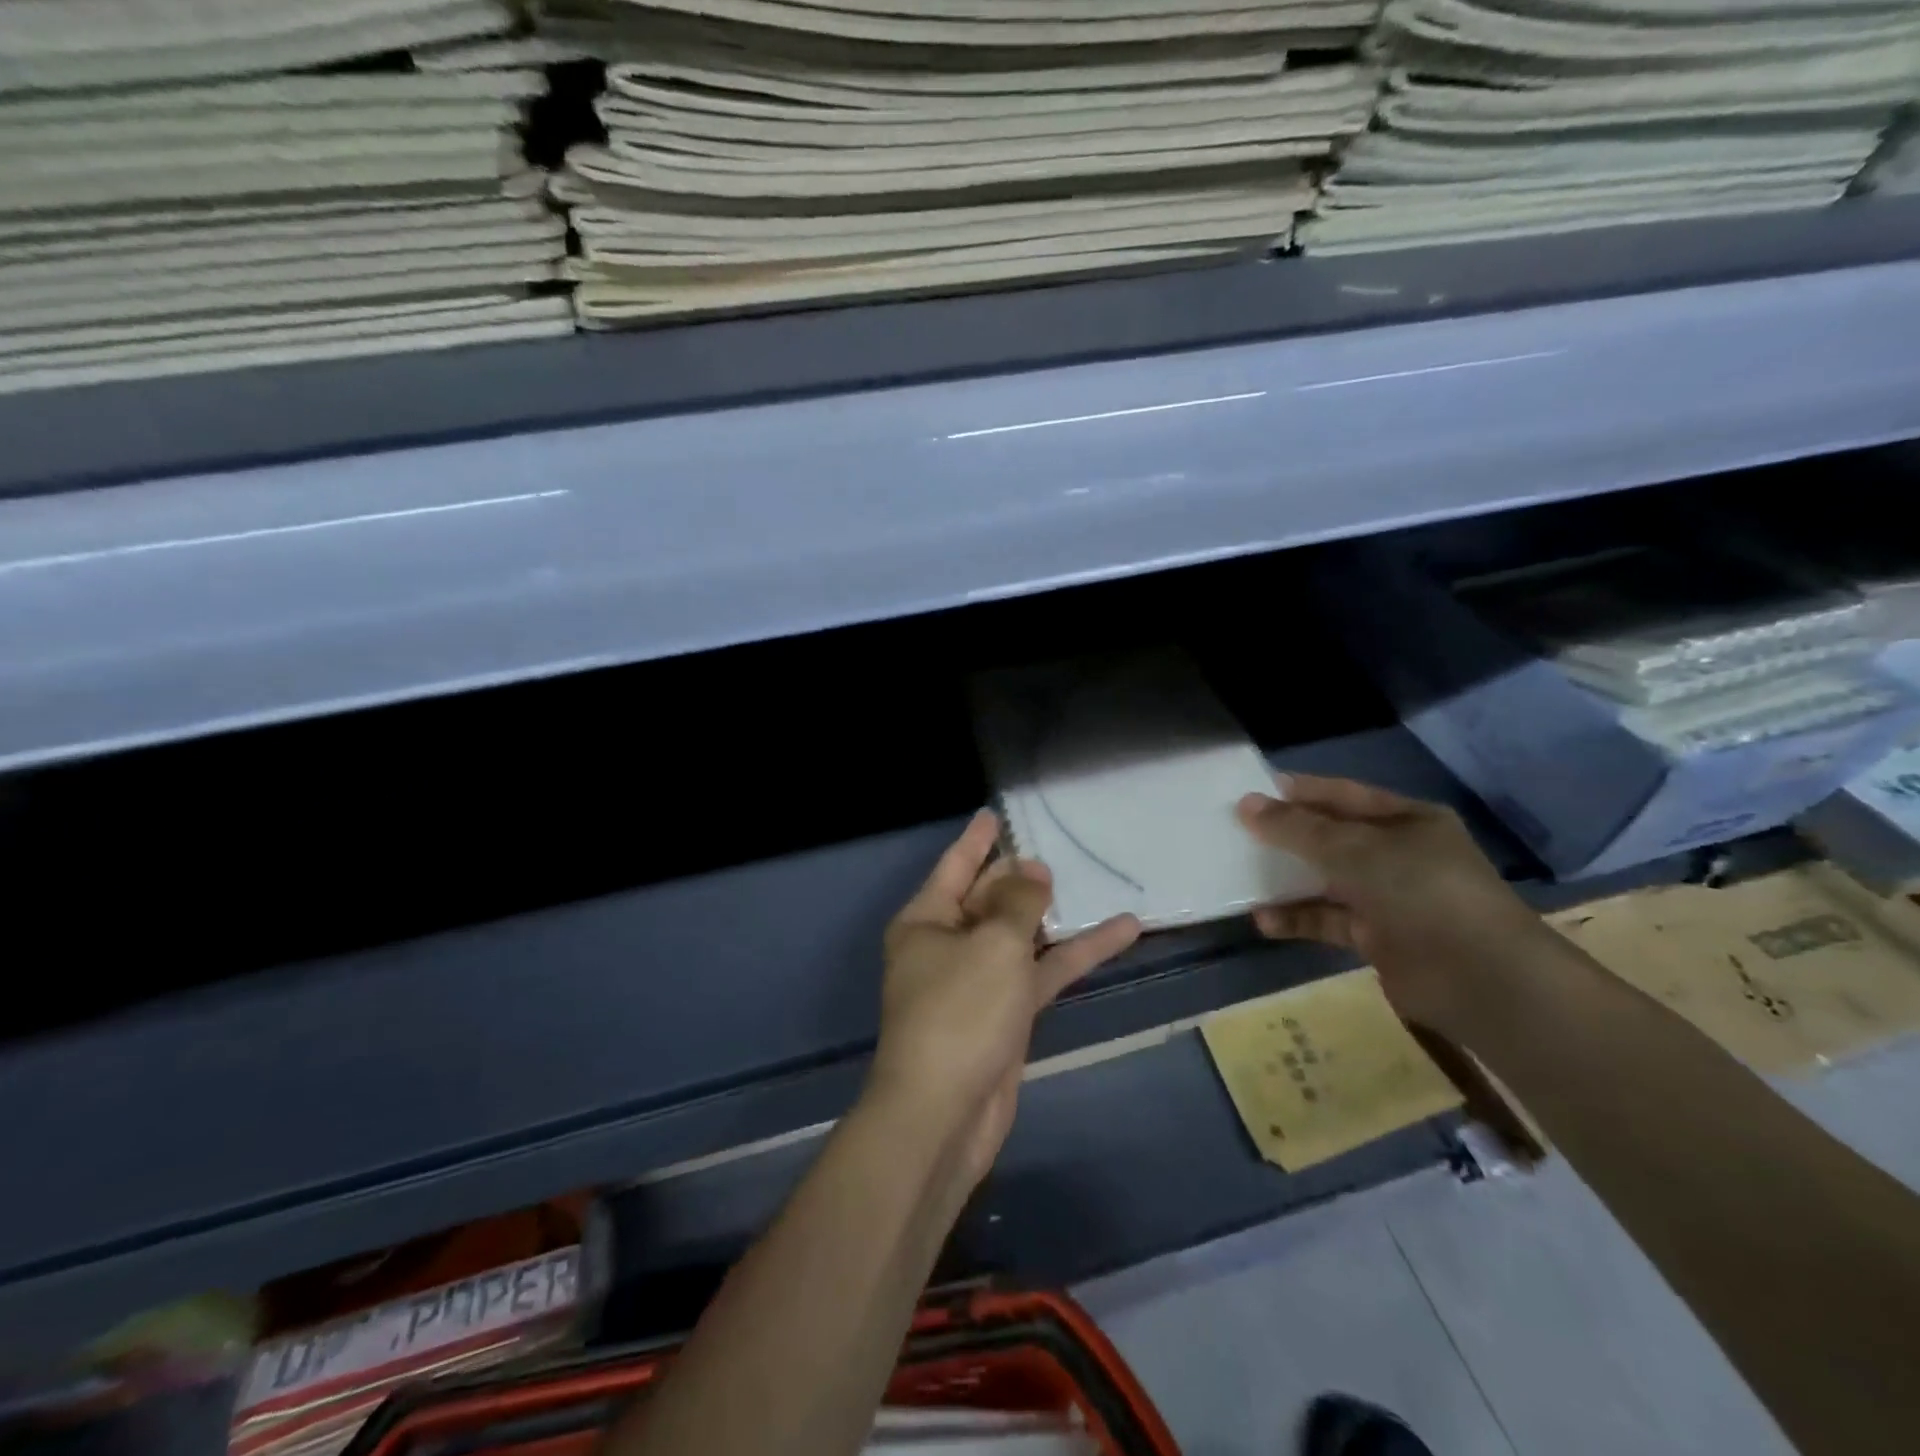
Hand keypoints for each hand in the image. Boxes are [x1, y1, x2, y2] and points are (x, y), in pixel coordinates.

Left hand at [867, 810, 1140, 1184]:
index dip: (977, 839)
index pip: (954, 866)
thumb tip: (1033, 871)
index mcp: (927, 921)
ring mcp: (977, 982)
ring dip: (1054, 916)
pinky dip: (1075, 955)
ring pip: (1020, 936)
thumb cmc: (960, 1012)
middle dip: (1018, 877)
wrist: (944, 1114)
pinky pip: (1040, 973)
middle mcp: (947, 946)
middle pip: (988, 898)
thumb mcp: (993, 944)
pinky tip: (1121, 934)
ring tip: (1089, 883)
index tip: (995, 814)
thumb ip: (1018, 903)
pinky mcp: (1005, 1015)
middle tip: (1054, 853)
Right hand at [1236, 774, 1548, 1038]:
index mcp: (1408, 820)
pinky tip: (1263, 920)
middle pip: (1332, 838)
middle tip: (1238, 830)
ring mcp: (1389, 898)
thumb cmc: (1420, 891)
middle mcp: (1399, 855)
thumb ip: (1298, 829)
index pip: (1345, 795)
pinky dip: (1298, 920)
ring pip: (1326, 881)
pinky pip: (1328, 920)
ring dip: (1287, 880)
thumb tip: (1246, 804)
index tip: (1254, 790)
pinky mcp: (1378, 938)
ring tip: (1240, 875)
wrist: (1479, 979)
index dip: (1302, 792)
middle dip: (1288, 835)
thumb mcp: (1354, 850)